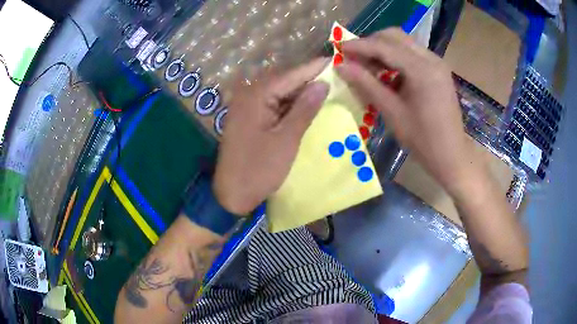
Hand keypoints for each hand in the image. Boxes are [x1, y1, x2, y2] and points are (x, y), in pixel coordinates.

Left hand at [213, 59, 329, 214]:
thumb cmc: (259, 169)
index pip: (291, 75)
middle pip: (284, 80)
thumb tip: (323, 84)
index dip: (315, 68)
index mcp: (256, 95)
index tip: (336, 59)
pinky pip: (272, 104)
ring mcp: (246, 106)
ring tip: (327, 87)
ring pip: (279, 92)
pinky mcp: (248, 117)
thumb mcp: (286, 139)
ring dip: (300, 91)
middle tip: (335, 75)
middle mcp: (248, 94)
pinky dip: (289, 104)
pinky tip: (306, 105)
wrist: (232, 194)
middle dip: (309, 78)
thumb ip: (305, 109)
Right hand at [336, 29, 475, 195]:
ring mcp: (437, 62)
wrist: (451, 155)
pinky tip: (388, 74)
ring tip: (368, 67)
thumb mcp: (392, 112)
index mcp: (422, 70)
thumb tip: (340, 66)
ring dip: (383, 49)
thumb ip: (366, 84)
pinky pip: (412, 54)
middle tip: (354, 58)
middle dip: (371, 43)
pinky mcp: (438, 69)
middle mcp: (431, 59)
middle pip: (395, 36)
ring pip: (403, 43)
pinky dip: (396, 58)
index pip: (384, 46)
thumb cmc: (423, 140)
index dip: (359, 46)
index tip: (338, 49)